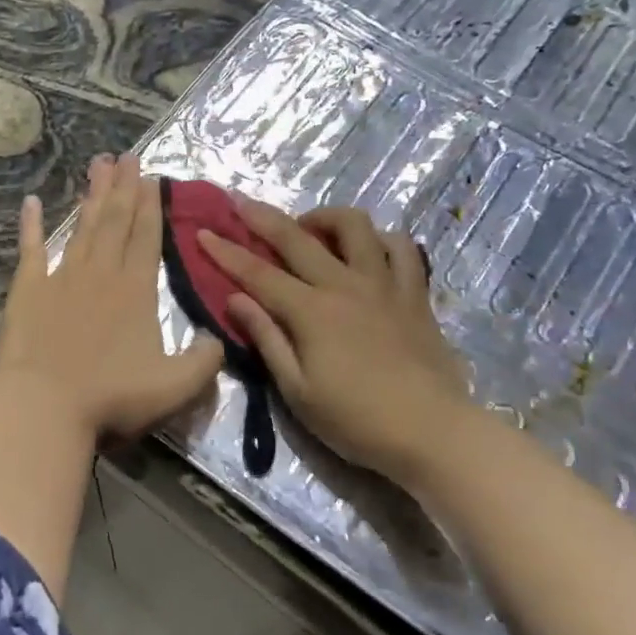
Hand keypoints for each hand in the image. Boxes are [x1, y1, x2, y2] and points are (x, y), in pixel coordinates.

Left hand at [0, 154, 223, 441]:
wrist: (44, 404)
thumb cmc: (112, 396)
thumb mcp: (175, 386)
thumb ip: (204, 361)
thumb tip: (219, 338)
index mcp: (136, 290)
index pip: (147, 238)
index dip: (151, 206)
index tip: (152, 177)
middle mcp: (101, 273)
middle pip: (116, 221)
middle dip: (124, 187)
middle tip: (127, 155)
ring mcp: (62, 277)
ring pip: (82, 226)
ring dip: (92, 195)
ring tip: (98, 163)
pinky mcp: (28, 289)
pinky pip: (31, 249)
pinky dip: (31, 225)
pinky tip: (32, 201)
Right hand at [199, 202, 471, 483]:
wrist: (432, 432)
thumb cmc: (356, 420)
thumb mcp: (298, 391)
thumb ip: (267, 339)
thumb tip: (236, 299)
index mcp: (311, 312)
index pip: (258, 273)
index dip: (226, 252)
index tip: (202, 232)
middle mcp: (345, 285)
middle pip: (297, 238)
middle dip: (262, 217)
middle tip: (240, 202)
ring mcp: (384, 284)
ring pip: (355, 226)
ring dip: (325, 217)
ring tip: (310, 229)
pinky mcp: (414, 293)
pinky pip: (401, 247)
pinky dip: (380, 239)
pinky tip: (368, 249)